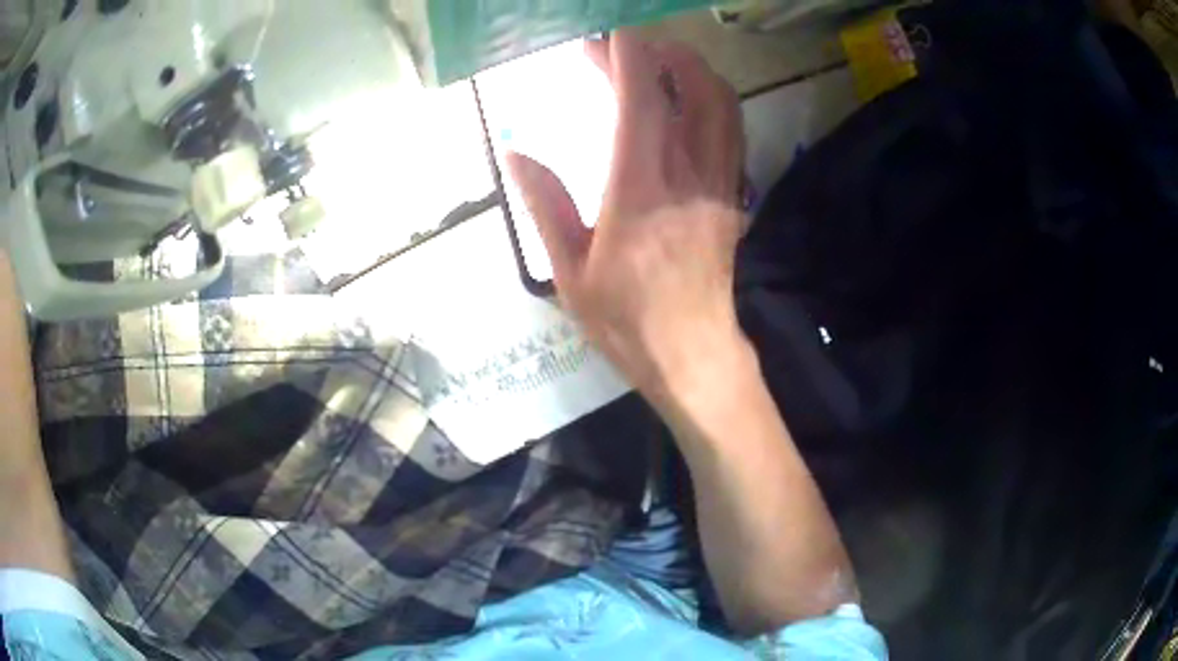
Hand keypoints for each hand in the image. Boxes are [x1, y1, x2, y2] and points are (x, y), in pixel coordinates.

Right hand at [506, 31, 746, 397]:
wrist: (693, 355)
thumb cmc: (626, 321)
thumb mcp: (569, 271)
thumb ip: (545, 204)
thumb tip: (515, 153)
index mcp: (639, 190)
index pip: (641, 101)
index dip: (629, 56)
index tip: (611, 32)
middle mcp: (688, 175)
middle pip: (691, 90)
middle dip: (660, 54)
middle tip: (624, 47)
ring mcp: (719, 185)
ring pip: (722, 106)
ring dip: (695, 71)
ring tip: (662, 62)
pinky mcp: (733, 197)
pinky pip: (731, 133)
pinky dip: (713, 102)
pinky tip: (689, 102)